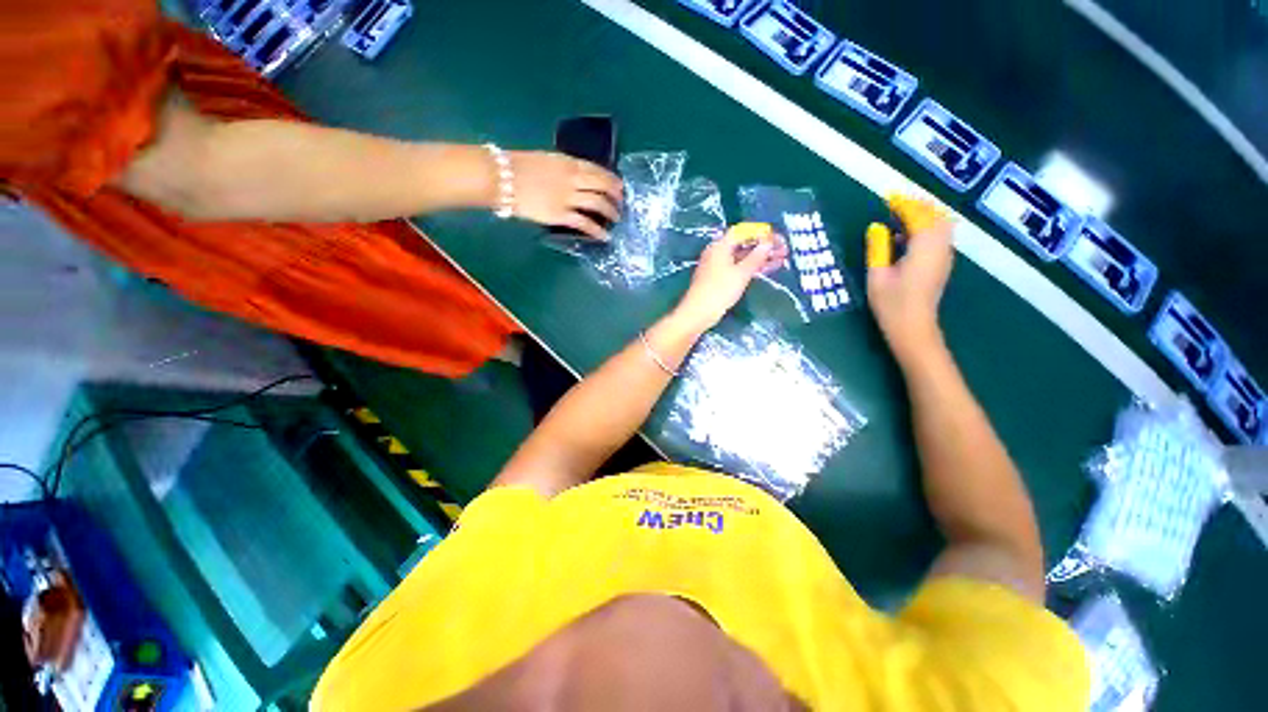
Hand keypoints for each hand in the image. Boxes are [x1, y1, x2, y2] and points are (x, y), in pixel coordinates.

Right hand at [509, 151, 623, 239]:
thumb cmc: (515, 167)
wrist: (499, 177)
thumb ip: (562, 169)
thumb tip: (574, 179)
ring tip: (616, 219)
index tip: (619, 186)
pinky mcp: (561, 214)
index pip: (596, 169)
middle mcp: (572, 178)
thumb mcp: (544, 160)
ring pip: (597, 203)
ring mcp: (567, 197)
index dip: (611, 179)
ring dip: (610, 212)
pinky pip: (585, 223)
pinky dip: (597, 230)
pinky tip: (605, 237)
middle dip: (616, 195)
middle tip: (622, 204)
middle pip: (602, 186)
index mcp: (567, 162)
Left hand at [675, 224, 787, 329]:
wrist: (699, 313)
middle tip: (784, 250)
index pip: (743, 231)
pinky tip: (768, 269)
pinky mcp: (719, 278)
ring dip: (761, 257)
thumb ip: (756, 257)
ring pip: (743, 257)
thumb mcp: (741, 273)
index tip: (778, 239)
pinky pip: (739, 267)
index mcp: (720, 246)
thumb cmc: (719, 290)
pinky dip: (752, 267)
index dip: (761, 233)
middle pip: (743, 244)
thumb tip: (768, 242)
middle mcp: (718, 252)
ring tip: (782, 260)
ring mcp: (718, 266)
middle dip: (764, 246)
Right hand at [866, 195, 954, 359]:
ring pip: (940, 225)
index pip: (918, 216)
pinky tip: (907, 237)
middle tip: (895, 204)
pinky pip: (939, 237)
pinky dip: (926, 229)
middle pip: (936, 216)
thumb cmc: (891, 304)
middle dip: (917, 206)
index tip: (888, 198)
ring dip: (923, 216)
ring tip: (900, 217)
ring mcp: (944, 256)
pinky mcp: (942, 265)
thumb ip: (878, 248)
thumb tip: (876, 227)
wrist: (913, 328)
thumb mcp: (877, 276)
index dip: (904, 204)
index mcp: (923, 248)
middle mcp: (940, 248)